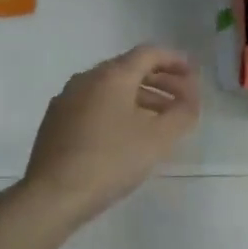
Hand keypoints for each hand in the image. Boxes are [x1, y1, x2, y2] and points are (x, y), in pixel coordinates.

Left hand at [19, 45, 199, 226]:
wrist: (53, 195)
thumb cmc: (111, 161)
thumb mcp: (158, 139)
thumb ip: (182, 114)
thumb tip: (191, 100)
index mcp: (111, 76)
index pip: (149, 54)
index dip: (175, 60)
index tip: (194, 74)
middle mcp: (86, 79)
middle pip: (129, 69)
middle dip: (160, 80)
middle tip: (182, 98)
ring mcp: (67, 99)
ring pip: (111, 88)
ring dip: (140, 97)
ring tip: (161, 120)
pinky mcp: (56, 121)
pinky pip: (94, 104)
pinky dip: (118, 109)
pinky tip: (127, 133)